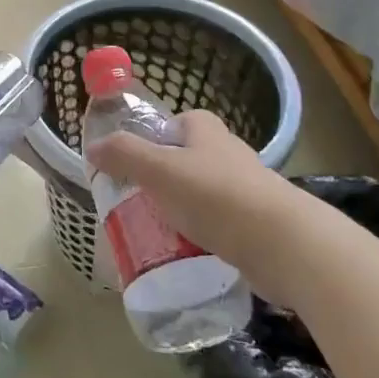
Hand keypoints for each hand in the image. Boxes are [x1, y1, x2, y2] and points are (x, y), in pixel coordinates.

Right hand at [86, 109, 300, 277]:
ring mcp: (247, 190)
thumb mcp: (159, 171)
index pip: (177, 123)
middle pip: (188, 160)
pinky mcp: (258, 225)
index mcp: (207, 131)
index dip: (155, 139)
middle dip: (164, 179)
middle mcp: (229, 154)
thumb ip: (124, 155)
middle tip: (138, 202)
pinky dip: (202, 236)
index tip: (134, 164)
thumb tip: (93, 147)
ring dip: (182, 210)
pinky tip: (187, 254)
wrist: (285, 245)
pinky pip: (219, 225)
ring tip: (157, 232)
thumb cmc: (216, 197)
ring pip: (203, 195)